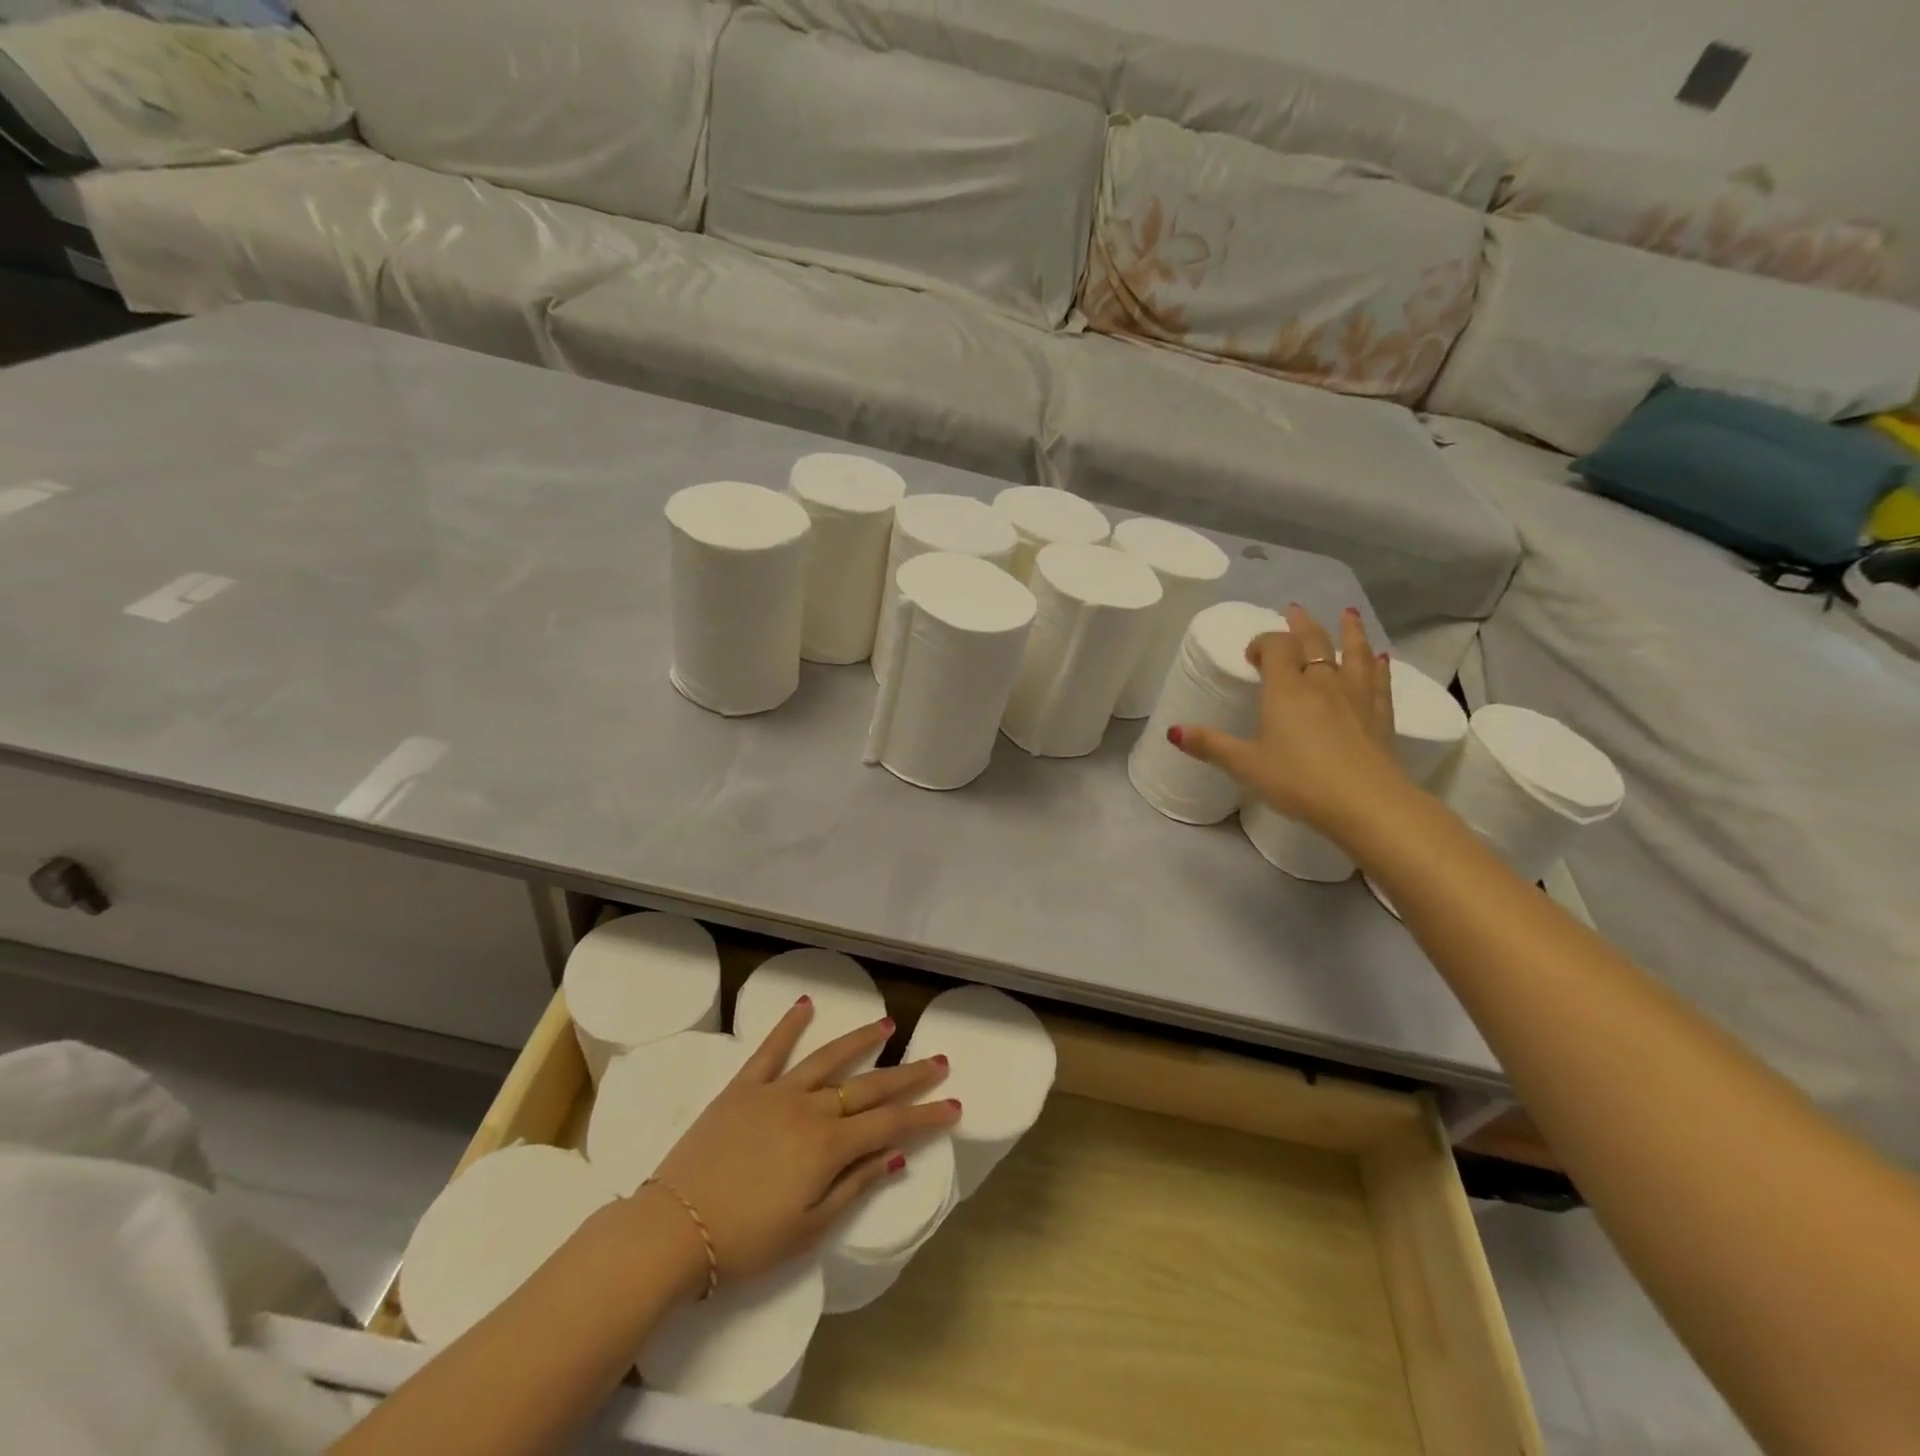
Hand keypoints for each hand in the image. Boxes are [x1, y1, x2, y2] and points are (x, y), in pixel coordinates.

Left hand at [644, 999, 958, 1293]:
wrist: (673, 1230)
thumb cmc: (746, 1241)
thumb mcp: (809, 1230)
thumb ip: (854, 1186)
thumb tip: (896, 1156)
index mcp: (829, 1146)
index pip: (891, 1124)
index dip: (926, 1115)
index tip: (954, 1105)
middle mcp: (811, 1109)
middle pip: (869, 1086)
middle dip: (909, 1075)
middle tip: (939, 1060)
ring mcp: (777, 1092)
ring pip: (829, 1058)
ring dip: (861, 1040)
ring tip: (887, 1024)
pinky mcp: (744, 1087)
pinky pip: (771, 1049)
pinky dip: (789, 1025)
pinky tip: (807, 1003)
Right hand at [1171, 604, 1409, 839]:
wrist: (1365, 803)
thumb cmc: (1298, 781)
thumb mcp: (1245, 765)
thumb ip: (1210, 746)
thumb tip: (1172, 731)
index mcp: (1286, 690)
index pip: (1276, 648)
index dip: (1263, 643)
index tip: (1252, 657)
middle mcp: (1322, 684)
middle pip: (1313, 642)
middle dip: (1302, 626)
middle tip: (1295, 611)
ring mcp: (1356, 697)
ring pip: (1354, 654)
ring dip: (1349, 632)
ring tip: (1347, 615)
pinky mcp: (1380, 716)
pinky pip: (1379, 682)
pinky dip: (1379, 666)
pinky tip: (1382, 659)